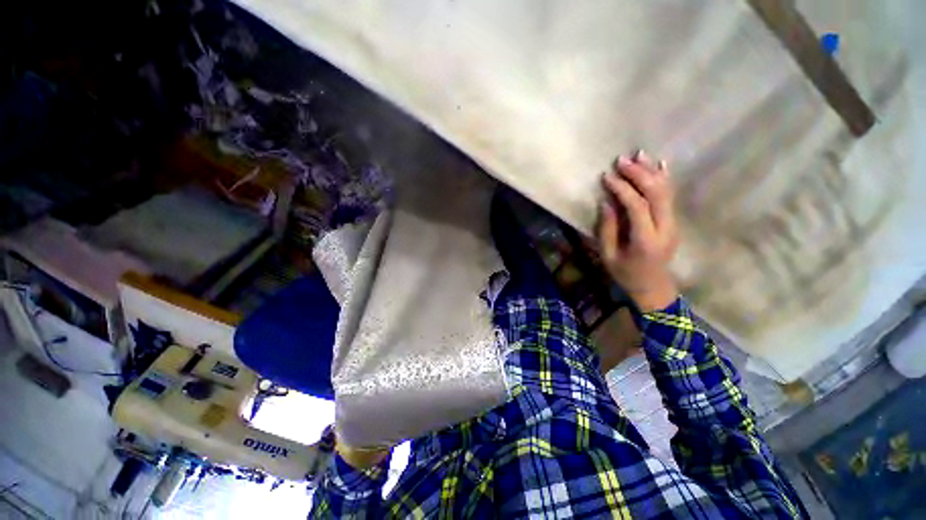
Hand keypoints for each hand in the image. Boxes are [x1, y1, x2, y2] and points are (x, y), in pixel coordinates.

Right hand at [598, 151, 679, 311]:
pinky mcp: (673, 222)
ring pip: (666, 191)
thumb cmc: (625, 273)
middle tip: (621, 160)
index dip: (622, 189)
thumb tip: (606, 202)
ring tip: (638, 155)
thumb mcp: (608, 255)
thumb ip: (607, 229)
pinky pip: (670, 197)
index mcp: (646, 240)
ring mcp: (673, 224)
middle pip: (656, 194)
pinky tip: (661, 164)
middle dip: (639, 174)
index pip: (637, 207)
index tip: (607, 177)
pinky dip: (665, 179)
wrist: (653, 287)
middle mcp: (665, 228)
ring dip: (652, 171)